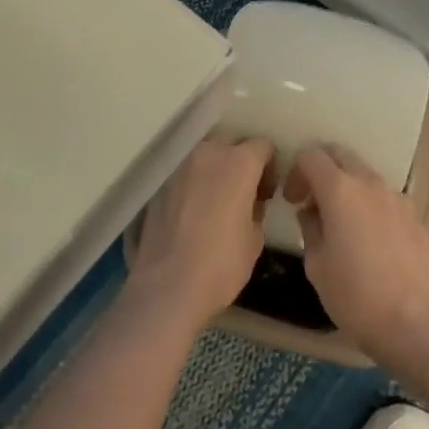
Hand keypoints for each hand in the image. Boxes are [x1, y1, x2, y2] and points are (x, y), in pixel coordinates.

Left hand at [128, 136, 275, 328]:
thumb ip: (256, 208)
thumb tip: (249, 202)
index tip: (267, 191)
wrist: (167, 286)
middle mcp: (208, 152)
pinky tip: (192, 210)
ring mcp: (180, 164)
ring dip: (214, 169)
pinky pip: (184, 172)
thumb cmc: (221, 264)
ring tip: (215, 200)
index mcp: (239, 162)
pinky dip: (192, 182)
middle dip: (240, 161)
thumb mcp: (255, 239)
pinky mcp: (159, 181)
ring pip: (204, 154)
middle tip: (242, 192)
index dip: (270, 166)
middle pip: (231, 143)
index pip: (263, 146)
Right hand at [284, 147, 428, 373]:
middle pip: (339, 154)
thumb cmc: (355, 295)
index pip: (311, 156)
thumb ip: (309, 228)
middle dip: (321, 169)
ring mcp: (395, 196)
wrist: (415, 322)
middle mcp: (368, 182)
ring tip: (342, 220)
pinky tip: (369, 236)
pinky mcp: (414, 214)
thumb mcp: (316, 265)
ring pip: (364, 173)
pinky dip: (369, 202)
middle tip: (312, 200)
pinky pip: (384, 195)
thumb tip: (311, 213)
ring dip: (347, 185)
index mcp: (339, 189)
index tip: (292, 200)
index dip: (296, 172)